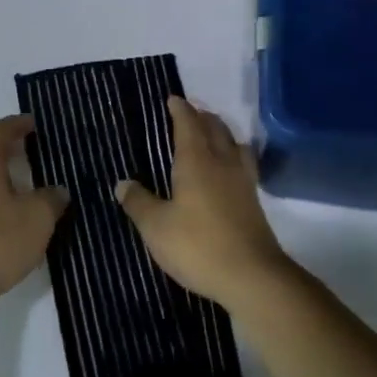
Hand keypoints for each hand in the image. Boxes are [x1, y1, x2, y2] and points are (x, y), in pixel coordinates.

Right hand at [113, 97, 290, 309]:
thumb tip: (123, 183)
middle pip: (215, 128)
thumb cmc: (198, 246)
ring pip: (233, 143)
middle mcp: (222, 162)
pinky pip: (243, 163)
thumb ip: (138, 203)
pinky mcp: (253, 201)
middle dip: (201, 116)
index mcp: (196, 161)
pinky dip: (233, 155)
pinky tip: (227, 169)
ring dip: (221, 132)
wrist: (252, 276)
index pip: (188, 124)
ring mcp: (242, 181)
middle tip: (189, 113)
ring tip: (211, 135)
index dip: (180, 110)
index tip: (172, 99)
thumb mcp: (156, 227)